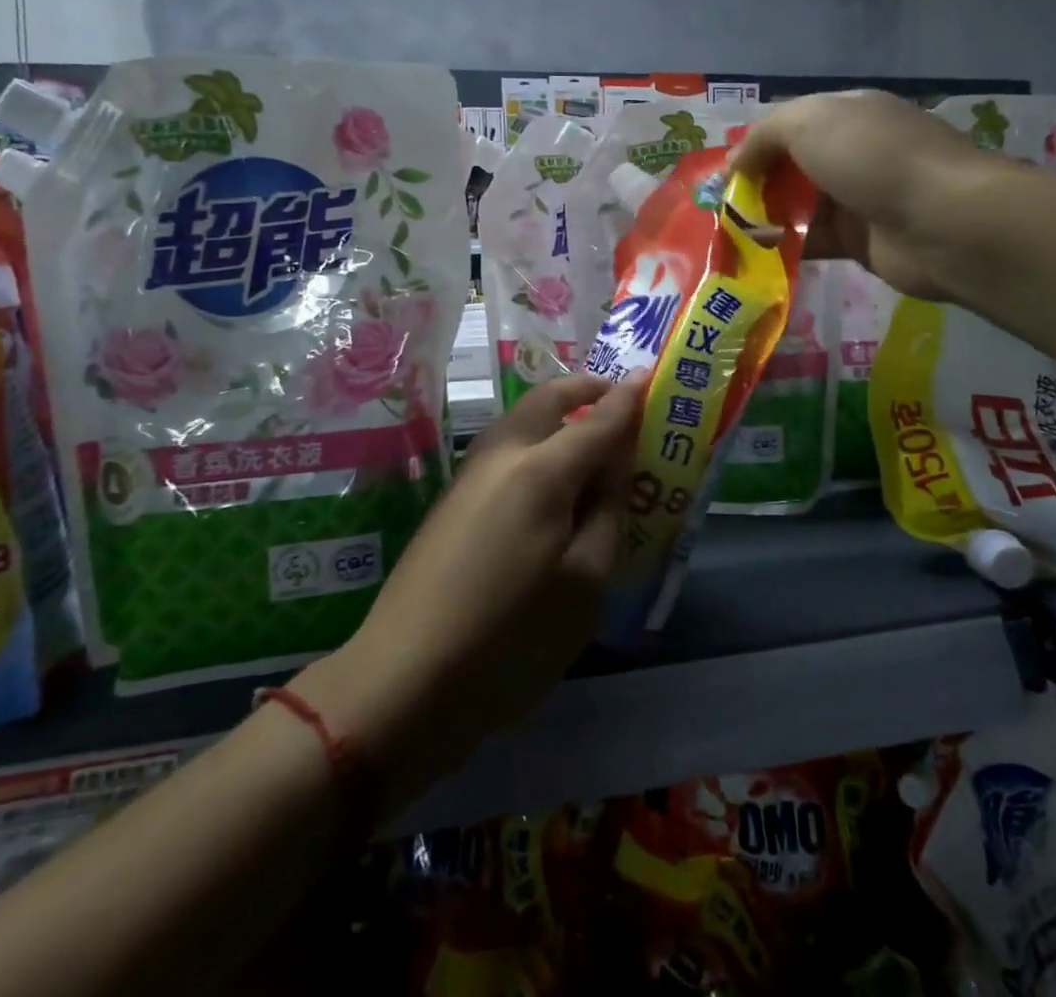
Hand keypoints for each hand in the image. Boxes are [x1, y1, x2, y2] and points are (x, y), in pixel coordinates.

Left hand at [294, 374, 643, 814]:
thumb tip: (616, 463)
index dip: (628, 398)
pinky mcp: (451, 501)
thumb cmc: (510, 639)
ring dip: (557, 414)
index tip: (651, 376)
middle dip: (585, 390)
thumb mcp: (584, 583)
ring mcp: (469, 476)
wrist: (404, 680)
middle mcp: (501, 456)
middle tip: (618, 402)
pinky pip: (504, 449)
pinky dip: (536, 442)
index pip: (598, 419)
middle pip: (547, 400)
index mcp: (541, 471)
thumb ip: (607, 511)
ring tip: (590, 439)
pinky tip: (551, 480)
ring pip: (520, 420)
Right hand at [731, 90, 1012, 300]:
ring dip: (764, 219)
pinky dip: (784, 248)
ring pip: (799, 207)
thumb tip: (733, 164)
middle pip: (792, 168)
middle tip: (719, 209)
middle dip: (755, 185)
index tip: (723, 174)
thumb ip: (764, 136)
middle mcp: (853, 153)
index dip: (755, 146)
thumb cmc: (874, 158)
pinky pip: (812, 242)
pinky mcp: (860, 242)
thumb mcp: (810, 123)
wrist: (943, 222)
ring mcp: (858, 199)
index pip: (790, 125)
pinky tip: (754, 256)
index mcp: (847, 115)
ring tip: (726, 236)